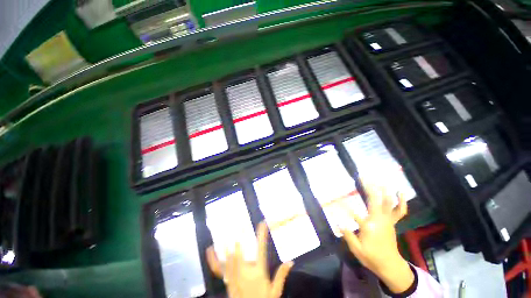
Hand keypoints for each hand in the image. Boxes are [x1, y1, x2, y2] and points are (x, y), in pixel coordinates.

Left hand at [206, 222, 293, 297]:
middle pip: (240, 254)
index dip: (262, 235)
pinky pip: (218, 269)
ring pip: (228, 260)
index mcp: (258, 273)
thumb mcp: (275, 291)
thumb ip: (281, 275)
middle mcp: (245, 273)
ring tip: (225, 234)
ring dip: (227, 246)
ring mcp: (234, 277)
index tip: (262, 223)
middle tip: (238, 226)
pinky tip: (210, 249)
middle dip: (238, 240)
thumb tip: (290, 262)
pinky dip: (213, 258)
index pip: (261, 250)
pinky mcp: (227, 281)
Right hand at [340, 185, 413, 293]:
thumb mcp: (356, 249)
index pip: (353, 213)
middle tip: (363, 177)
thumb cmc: (371, 257)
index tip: (336, 199)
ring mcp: (387, 220)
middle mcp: (379, 220)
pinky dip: (401, 201)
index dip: (343, 205)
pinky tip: (401, 193)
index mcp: (368, 227)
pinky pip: (399, 211)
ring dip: (384, 190)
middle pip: (374, 201)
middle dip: (369, 188)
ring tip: (380, 180)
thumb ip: (348, 235)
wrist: (390, 265)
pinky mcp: (392, 222)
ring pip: (387, 203)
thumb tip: (338, 222)